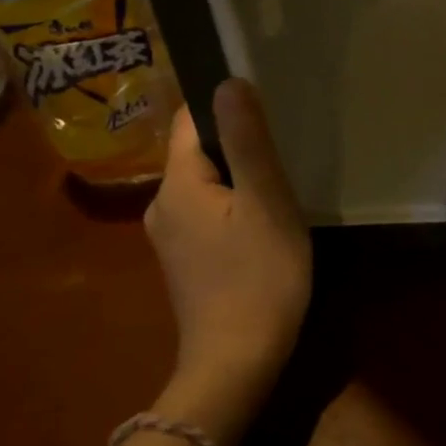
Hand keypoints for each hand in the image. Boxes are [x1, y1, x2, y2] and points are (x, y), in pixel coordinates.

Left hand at [143, 79, 310, 445]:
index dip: (224, 102)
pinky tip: (262, 218)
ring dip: (237, 174)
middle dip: (236, 140)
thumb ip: (246, 140)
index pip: (190, 118)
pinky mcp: (185, 258)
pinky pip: (207, 209)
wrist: (236, 364)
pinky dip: (232, 202)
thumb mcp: (265, 201)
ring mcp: (170, 235)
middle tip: (283, 146)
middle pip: (197, 149)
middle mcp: (162, 204)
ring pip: (205, 181)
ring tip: (278, 181)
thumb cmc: (259, 276)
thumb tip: (227, 82)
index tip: (266, 103)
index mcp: (177, 184)